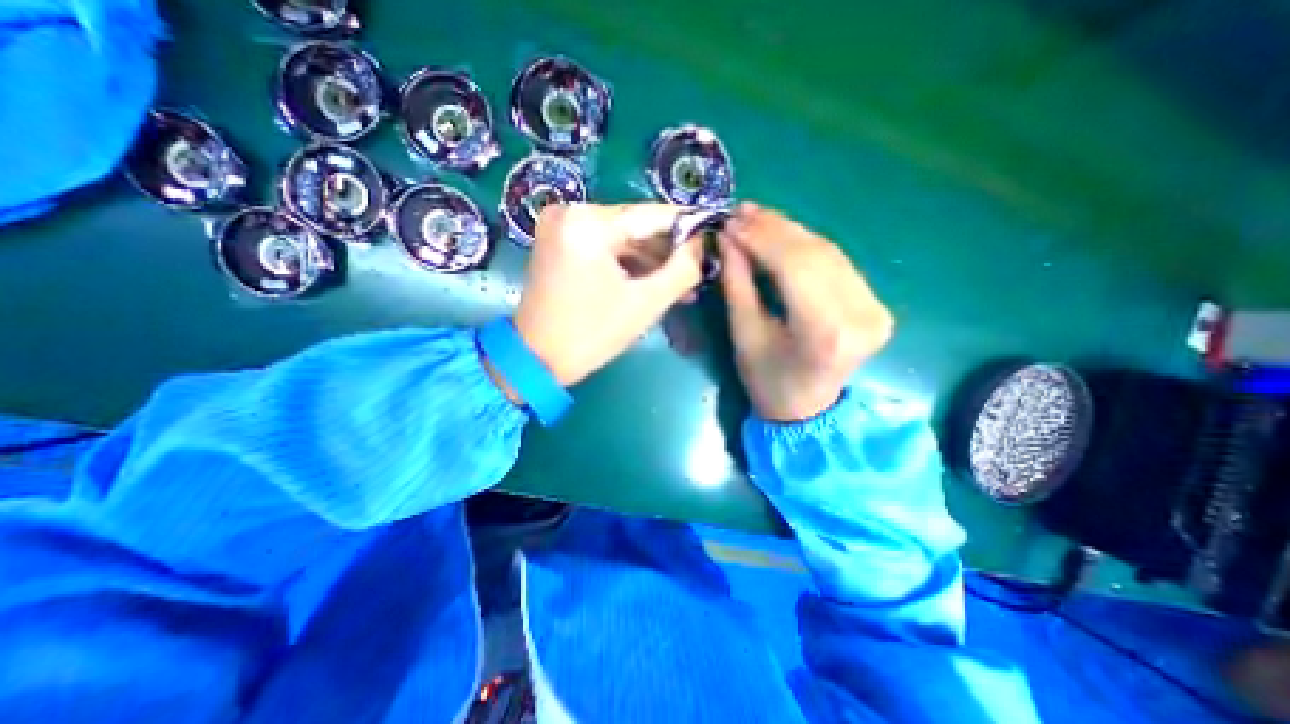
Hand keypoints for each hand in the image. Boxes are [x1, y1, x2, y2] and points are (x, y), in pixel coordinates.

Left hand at [511, 201, 703, 386]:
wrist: (536, 359)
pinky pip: (604, 247)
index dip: (687, 227)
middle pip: (636, 226)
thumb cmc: (592, 334)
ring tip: (679, 286)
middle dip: (667, 252)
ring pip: (621, 238)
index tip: (712, 238)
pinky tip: (650, 283)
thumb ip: (682, 269)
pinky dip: (627, 264)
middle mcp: (571, 212)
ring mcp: (561, 227)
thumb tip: (701, 244)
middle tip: (696, 273)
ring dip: (649, 262)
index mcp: (589, 223)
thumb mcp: (646, 303)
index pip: (652, 215)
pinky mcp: (559, 243)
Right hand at [715, 200, 899, 421]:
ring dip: (789, 232)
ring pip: (828, 252)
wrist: (806, 409)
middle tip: (741, 212)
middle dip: (774, 228)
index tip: (731, 221)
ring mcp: (875, 308)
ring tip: (756, 218)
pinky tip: (782, 234)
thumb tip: (728, 238)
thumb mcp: (744, 334)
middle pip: (815, 253)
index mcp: (825, 332)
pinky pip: (836, 263)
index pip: (794, 266)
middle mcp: (860, 315)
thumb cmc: (767, 380)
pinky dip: (806, 246)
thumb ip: (737, 283)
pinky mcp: (875, 304)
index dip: (761, 238)